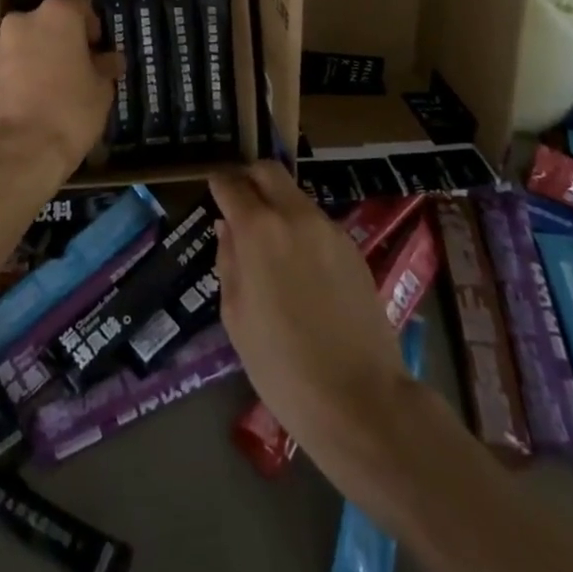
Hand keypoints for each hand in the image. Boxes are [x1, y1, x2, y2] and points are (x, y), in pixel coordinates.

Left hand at [0, 0, 120, 189]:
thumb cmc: (70, 110)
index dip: (92, 26)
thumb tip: (110, 60)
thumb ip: (105, 67)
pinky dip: (24, 74)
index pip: (79, 5)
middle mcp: (23, 21)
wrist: (18, 151)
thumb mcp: (101, 90)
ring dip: (42, 56)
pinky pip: (12, 64)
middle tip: (80, 67)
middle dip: (64, 40)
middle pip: (49, 23)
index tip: (99, 48)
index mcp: (56, 15)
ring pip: (28, 43)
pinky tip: (38, 99)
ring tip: (58, 87)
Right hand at [211, 162, 410, 458]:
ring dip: (277, 205)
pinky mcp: (354, 250)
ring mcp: (330, 231)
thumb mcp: (235, 316)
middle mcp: (296, 216)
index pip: (231, 184)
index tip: (212, 189)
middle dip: (249, 178)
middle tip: (239, 202)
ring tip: (270, 244)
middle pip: (269, 171)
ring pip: (296, 196)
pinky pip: (317, 224)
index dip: (218, 183)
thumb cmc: (282, 366)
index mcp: (259, 230)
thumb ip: (229, 261)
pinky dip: (301, 230)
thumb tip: (228, 228)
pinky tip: (300, 268)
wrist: (360, 400)